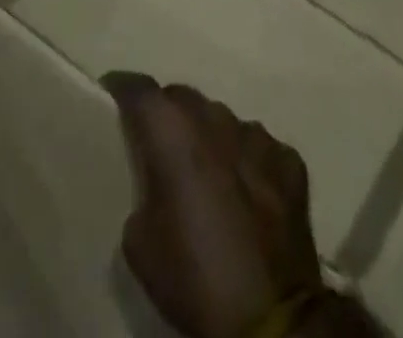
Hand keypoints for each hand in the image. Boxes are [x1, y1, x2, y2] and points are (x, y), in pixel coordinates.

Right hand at [105, 74, 322, 337]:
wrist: (270, 319)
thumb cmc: (195, 278)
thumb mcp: (140, 245)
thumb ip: (144, 194)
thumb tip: (156, 186)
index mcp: (173, 132)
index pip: (140, 89)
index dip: (123, 87)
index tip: (113, 94)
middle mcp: (215, 119)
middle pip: (183, 98)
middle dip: (168, 114)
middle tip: (160, 145)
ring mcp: (257, 136)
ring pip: (223, 119)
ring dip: (210, 137)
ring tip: (208, 172)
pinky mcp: (289, 161)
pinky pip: (259, 147)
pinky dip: (248, 161)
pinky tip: (248, 191)